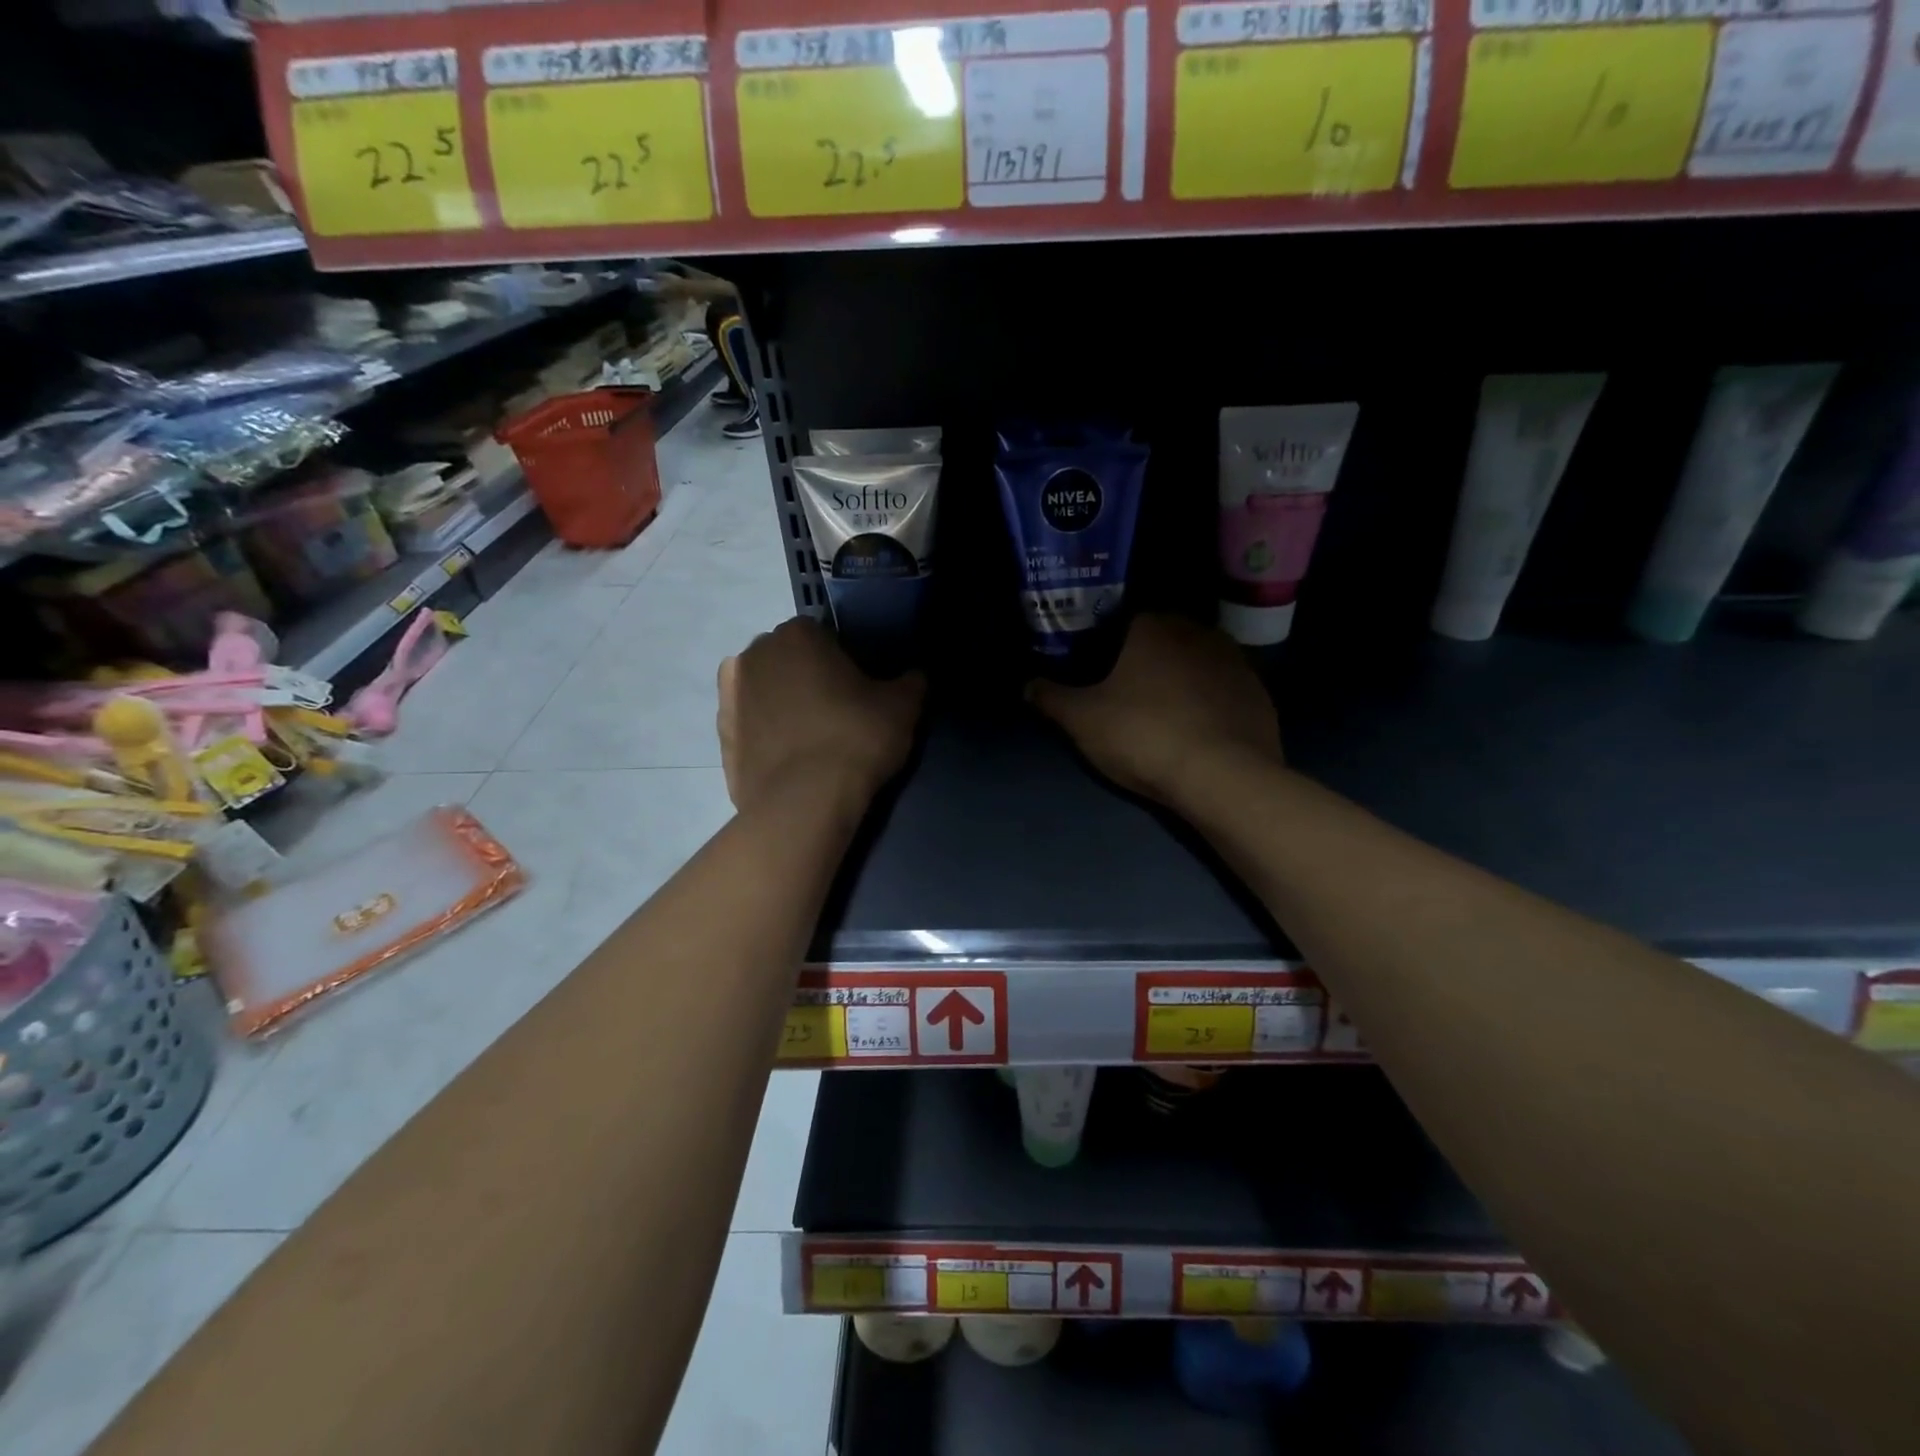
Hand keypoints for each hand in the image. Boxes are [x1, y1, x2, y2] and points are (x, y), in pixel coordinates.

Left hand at [718, 618, 925, 814]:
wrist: (804, 802)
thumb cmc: (855, 738)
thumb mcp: (903, 707)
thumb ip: (911, 682)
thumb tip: (915, 676)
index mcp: (798, 634)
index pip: (825, 634)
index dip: (845, 660)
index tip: (860, 688)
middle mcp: (756, 653)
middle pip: (790, 659)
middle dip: (808, 676)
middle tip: (838, 711)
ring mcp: (731, 695)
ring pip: (765, 690)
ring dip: (783, 702)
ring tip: (811, 737)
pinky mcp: (722, 735)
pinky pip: (750, 724)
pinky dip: (765, 732)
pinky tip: (788, 755)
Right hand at [1027, 614, 1281, 805]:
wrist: (1223, 776)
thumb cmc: (1143, 735)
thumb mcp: (1083, 721)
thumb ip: (1052, 698)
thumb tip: (1028, 684)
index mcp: (1153, 627)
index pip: (1125, 619)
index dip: (1108, 641)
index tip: (1098, 666)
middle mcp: (1197, 632)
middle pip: (1163, 637)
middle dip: (1146, 658)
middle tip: (1127, 690)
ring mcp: (1235, 661)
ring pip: (1197, 661)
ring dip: (1181, 677)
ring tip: (1163, 711)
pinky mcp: (1258, 693)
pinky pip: (1224, 689)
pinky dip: (1210, 701)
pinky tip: (1198, 728)